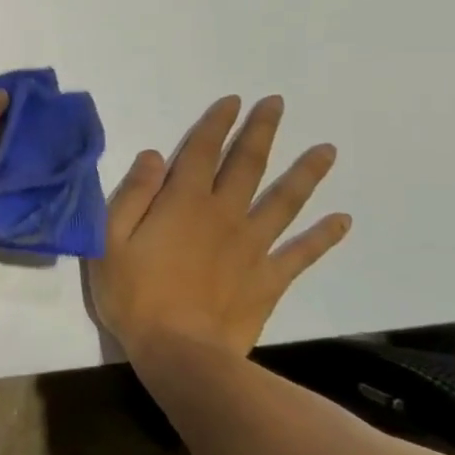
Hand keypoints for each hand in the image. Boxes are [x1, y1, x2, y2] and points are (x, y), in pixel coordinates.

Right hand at [89, 94, 349, 356]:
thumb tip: (154, 155)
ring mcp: (252, 246)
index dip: (217, 123)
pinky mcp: (269, 279)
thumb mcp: (111, 239)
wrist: (181, 354)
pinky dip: (323, 236)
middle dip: (261, 131)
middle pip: (247, 165)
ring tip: (327, 150)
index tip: (233, 100)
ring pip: (285, 201)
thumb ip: (133, 194)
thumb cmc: (135, 295)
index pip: (201, 151)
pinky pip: (301, 253)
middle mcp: (224, 214)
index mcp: (183, 202)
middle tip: (278, 104)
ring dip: (306, 174)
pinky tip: (343, 220)